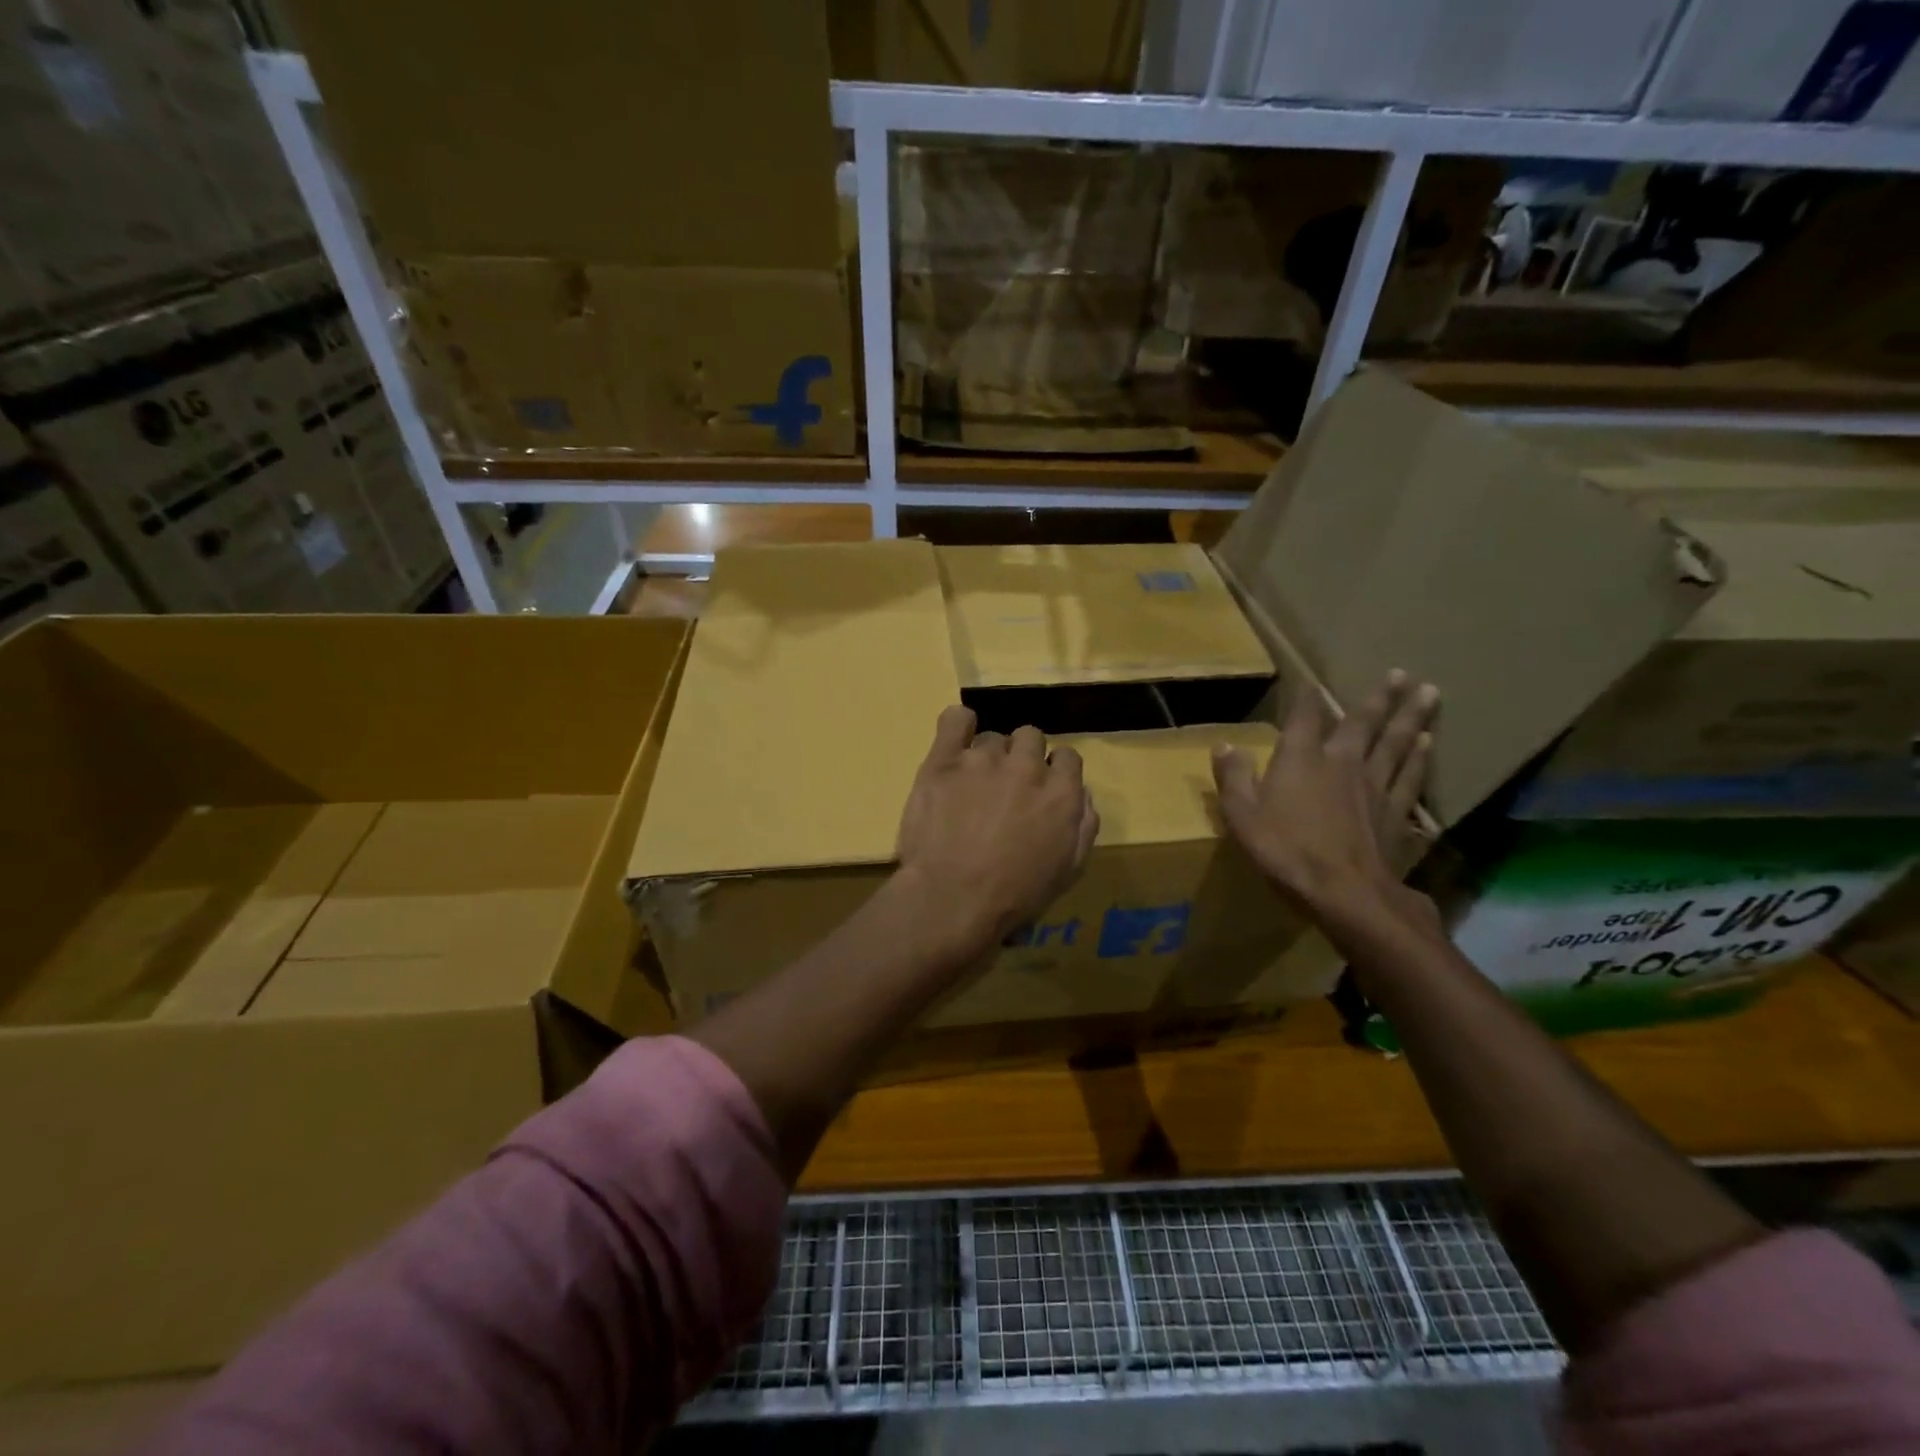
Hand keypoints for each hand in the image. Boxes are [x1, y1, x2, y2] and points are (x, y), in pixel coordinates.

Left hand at [895, 706, 1098, 957]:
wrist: (951, 899)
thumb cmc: (1014, 895)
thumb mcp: (1068, 871)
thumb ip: (1084, 826)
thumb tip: (1084, 795)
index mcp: (1062, 792)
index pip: (1067, 757)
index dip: (1053, 772)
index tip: (1040, 792)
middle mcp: (1027, 766)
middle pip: (1031, 738)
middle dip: (1023, 759)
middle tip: (1006, 789)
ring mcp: (983, 759)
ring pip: (993, 737)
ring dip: (989, 756)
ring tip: (973, 784)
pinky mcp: (943, 760)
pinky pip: (956, 719)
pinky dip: (960, 725)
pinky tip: (957, 741)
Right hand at [1211, 670, 1438, 922]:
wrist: (1347, 893)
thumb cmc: (1286, 851)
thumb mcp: (1242, 816)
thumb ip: (1234, 777)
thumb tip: (1225, 744)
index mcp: (1301, 760)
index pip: (1304, 718)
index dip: (1307, 697)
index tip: (1311, 680)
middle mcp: (1342, 763)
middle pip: (1363, 723)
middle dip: (1380, 697)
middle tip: (1402, 673)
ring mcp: (1375, 786)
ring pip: (1396, 742)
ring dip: (1410, 716)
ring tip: (1428, 692)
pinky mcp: (1397, 812)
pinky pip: (1410, 775)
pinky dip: (1420, 756)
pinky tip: (1428, 742)